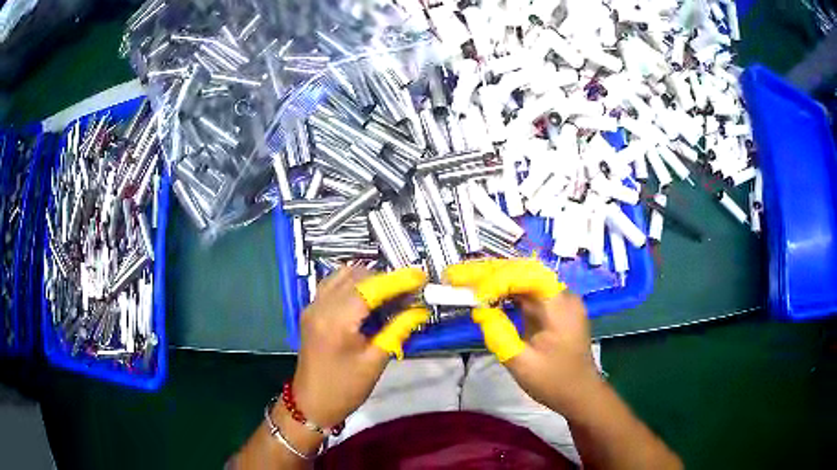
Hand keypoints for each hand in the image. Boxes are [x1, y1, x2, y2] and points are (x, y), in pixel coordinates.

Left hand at [292, 267, 427, 428]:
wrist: (311, 402)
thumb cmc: (345, 388)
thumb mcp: (375, 361)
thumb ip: (397, 330)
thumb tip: (419, 309)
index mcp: (336, 321)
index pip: (370, 288)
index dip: (397, 280)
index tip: (421, 277)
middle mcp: (321, 305)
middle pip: (356, 276)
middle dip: (385, 279)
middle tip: (409, 292)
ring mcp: (313, 306)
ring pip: (343, 275)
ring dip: (368, 279)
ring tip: (391, 294)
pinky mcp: (311, 310)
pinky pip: (333, 284)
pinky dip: (353, 284)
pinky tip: (368, 298)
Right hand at [445, 259, 600, 412]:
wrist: (580, 393)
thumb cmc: (555, 382)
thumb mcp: (522, 364)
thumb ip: (499, 335)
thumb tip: (479, 311)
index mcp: (560, 306)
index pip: (526, 277)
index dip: (497, 279)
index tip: (473, 294)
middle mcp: (561, 295)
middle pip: (523, 272)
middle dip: (489, 272)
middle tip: (456, 275)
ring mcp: (558, 300)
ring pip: (523, 279)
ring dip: (495, 279)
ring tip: (465, 279)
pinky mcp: (552, 308)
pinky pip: (527, 292)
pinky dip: (505, 291)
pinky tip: (485, 293)